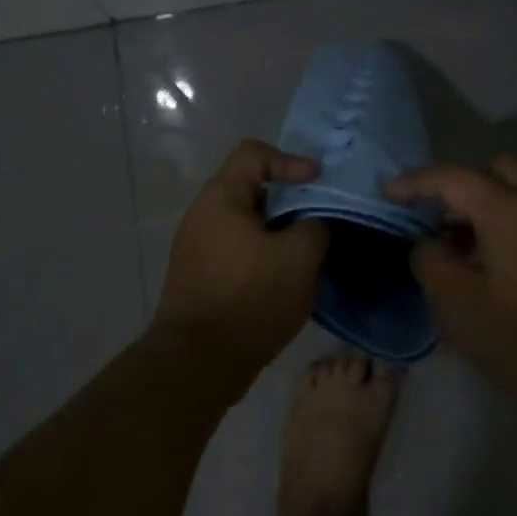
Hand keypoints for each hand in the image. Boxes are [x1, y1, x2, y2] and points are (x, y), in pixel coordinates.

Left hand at [152, 140, 328, 373]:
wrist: (199, 362)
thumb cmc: (251, 298)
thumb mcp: (300, 257)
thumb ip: (315, 227)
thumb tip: (311, 225)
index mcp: (221, 197)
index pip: (254, 153)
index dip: (291, 160)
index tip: (318, 182)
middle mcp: (202, 215)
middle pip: (251, 188)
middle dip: (289, 199)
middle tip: (319, 217)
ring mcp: (197, 247)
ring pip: (246, 222)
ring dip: (278, 230)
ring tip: (308, 251)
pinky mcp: (200, 276)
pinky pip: (237, 249)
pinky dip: (263, 253)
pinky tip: (286, 278)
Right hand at [385, 156, 516, 417]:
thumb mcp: (455, 301)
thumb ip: (429, 260)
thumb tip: (427, 245)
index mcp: (507, 207)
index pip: (451, 177)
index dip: (414, 182)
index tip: (385, 195)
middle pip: (490, 174)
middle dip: (455, 190)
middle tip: (429, 220)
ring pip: (511, 198)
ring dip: (478, 212)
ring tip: (451, 250)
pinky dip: (500, 228)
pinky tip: (483, 267)